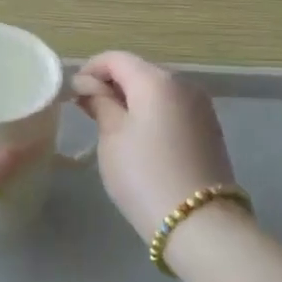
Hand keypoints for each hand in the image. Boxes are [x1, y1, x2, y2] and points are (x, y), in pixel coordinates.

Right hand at [72, 52, 236, 240]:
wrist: (198, 222)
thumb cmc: (144, 174)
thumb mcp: (112, 136)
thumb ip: (99, 103)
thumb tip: (88, 85)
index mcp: (157, 80)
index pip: (116, 59)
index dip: (90, 70)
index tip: (72, 94)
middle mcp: (184, 84)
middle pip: (139, 72)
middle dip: (112, 85)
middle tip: (87, 111)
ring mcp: (201, 107)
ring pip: (157, 91)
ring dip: (132, 100)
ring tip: (110, 126)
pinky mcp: (209, 130)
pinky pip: (172, 109)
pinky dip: (152, 114)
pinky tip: (139, 139)